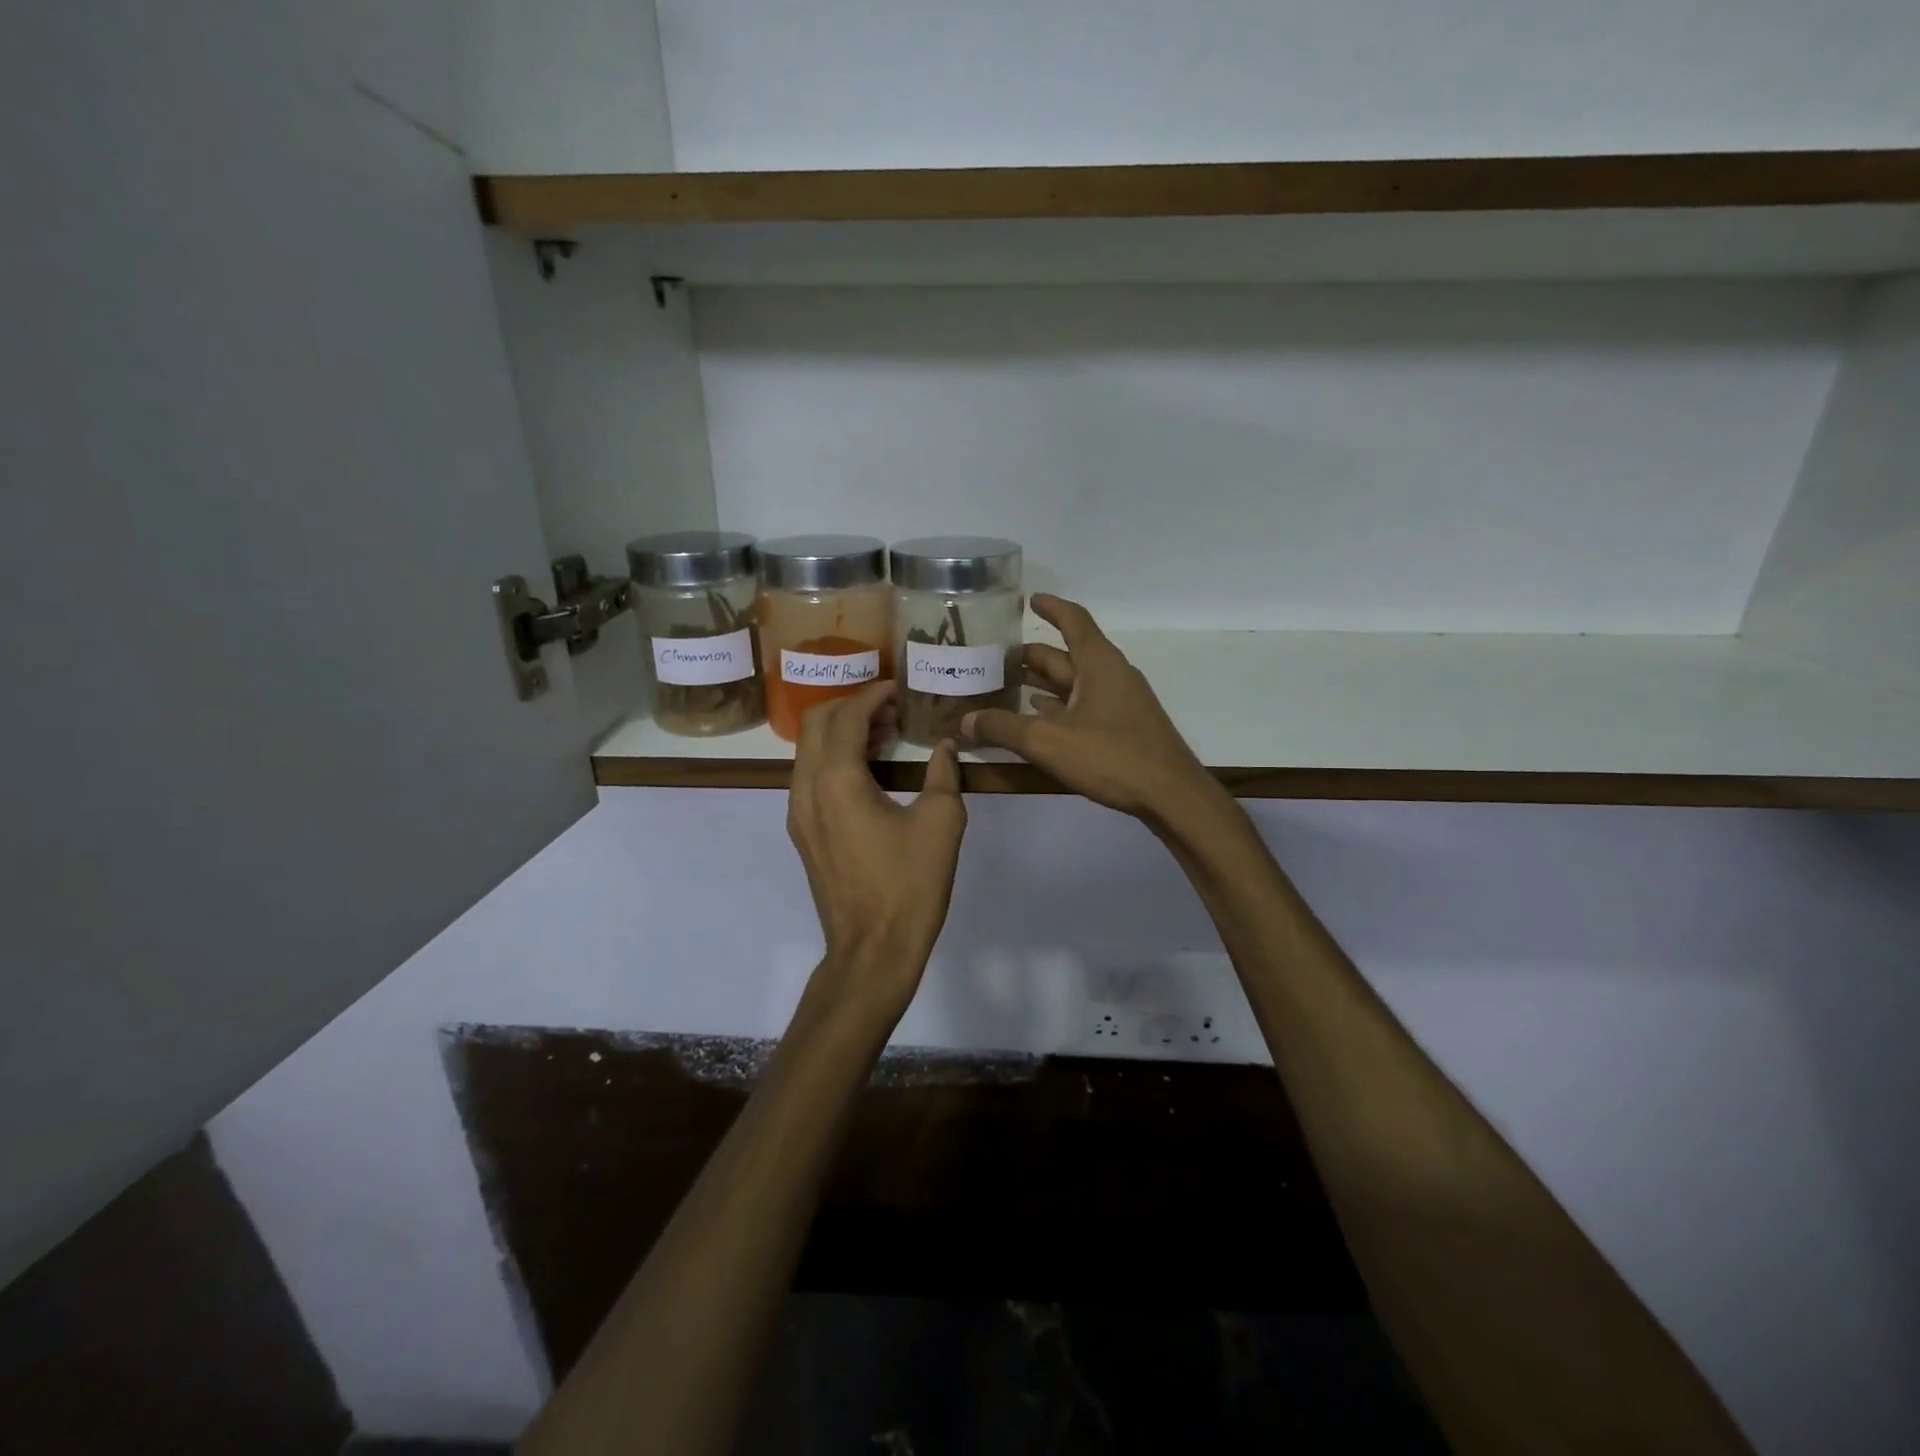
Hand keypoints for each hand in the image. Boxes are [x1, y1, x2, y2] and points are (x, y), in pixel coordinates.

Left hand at [786, 680, 966, 1021]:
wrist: (873, 949)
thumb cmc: (910, 884)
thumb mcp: (942, 822)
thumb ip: (944, 774)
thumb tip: (945, 747)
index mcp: (837, 780)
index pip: (846, 716)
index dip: (873, 695)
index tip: (900, 689)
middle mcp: (806, 789)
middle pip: (815, 723)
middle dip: (850, 706)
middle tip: (890, 708)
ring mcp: (798, 813)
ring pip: (809, 750)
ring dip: (841, 733)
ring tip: (885, 736)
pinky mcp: (803, 833)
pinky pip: (810, 777)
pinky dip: (834, 760)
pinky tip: (870, 772)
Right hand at [961, 594, 1219, 827]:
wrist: (1170, 795)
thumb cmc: (1111, 756)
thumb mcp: (1048, 741)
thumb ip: (1003, 727)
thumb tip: (966, 721)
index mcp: (1098, 663)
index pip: (1073, 621)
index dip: (1051, 608)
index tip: (1029, 599)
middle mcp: (1111, 675)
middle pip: (1068, 655)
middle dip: (1033, 655)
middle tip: (997, 658)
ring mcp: (1120, 703)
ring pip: (1075, 684)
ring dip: (1044, 683)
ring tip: (1008, 686)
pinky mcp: (1123, 728)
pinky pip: (1084, 707)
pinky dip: (1059, 708)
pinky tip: (1038, 719)